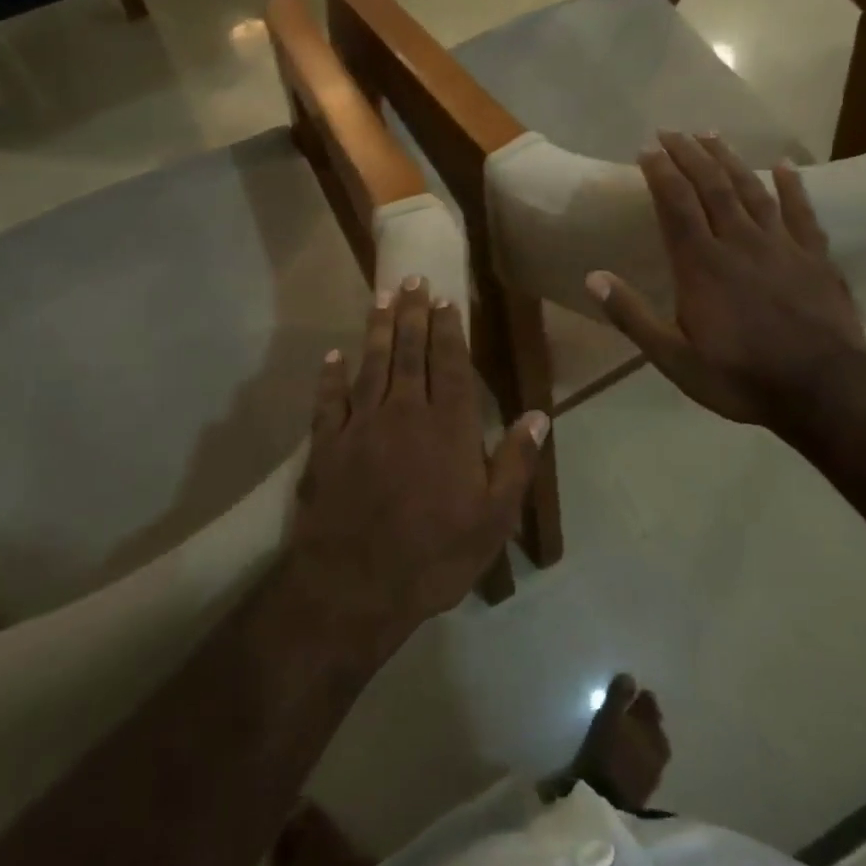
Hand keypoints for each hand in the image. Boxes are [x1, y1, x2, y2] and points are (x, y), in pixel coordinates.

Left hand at [291, 279, 547, 649]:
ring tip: (380, 296)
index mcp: (448, 426)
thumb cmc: (434, 555)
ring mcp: (361, 425)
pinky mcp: (327, 444)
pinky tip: (332, 355)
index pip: (449, 363)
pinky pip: (328, 400)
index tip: (444, 299)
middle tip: (411, 279)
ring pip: (371, 364)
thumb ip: (516, 463)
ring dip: (376, 328)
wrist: (355, 586)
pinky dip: (330, 375)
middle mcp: (404, 412)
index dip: (447, 328)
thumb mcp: (492, 519)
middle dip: (412, 313)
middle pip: (409, 351)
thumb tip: (539, 415)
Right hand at [587, 133, 865, 429]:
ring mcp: (781, 246)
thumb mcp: (674, 359)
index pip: (676, 205)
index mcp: (701, 265)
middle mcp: (738, 242)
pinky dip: (792, 186)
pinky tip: (784, 165)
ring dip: (730, 160)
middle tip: (672, 131)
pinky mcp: (816, 257)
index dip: (660, 172)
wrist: (825, 392)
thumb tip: (593, 277)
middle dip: (689, 155)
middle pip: (711, 187)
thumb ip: (633, 316)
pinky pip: (801, 212)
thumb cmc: (741, 377)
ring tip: (712, 135)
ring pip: (751, 190)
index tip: (646, 148)